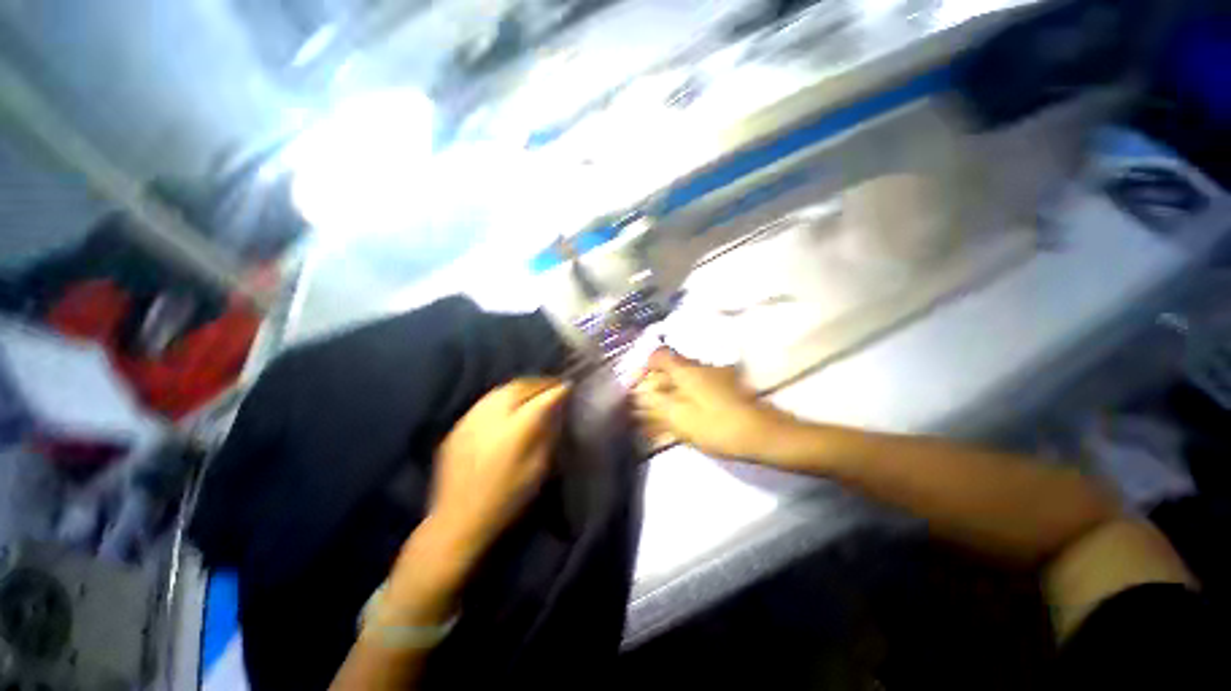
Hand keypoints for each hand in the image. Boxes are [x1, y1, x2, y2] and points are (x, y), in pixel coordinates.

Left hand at [428, 378, 569, 554]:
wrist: (457, 520)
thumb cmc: (507, 499)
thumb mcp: (537, 470)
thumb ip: (547, 435)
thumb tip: (556, 411)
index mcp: (515, 431)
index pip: (542, 399)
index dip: (558, 390)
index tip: (569, 386)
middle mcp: (492, 418)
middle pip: (520, 386)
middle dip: (540, 382)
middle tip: (553, 384)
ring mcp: (471, 419)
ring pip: (501, 390)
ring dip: (521, 386)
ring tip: (534, 389)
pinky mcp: (458, 425)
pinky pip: (485, 401)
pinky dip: (502, 396)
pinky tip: (509, 403)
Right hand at [633, 348, 793, 460]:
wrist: (763, 434)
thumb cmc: (718, 425)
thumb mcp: (681, 418)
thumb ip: (656, 404)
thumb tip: (640, 395)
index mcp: (686, 371)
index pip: (657, 356)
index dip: (643, 368)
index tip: (635, 386)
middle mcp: (698, 368)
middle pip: (668, 369)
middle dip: (653, 386)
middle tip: (644, 408)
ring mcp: (712, 378)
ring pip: (681, 381)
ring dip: (667, 395)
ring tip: (658, 418)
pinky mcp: (722, 390)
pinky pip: (694, 390)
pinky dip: (682, 401)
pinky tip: (679, 419)